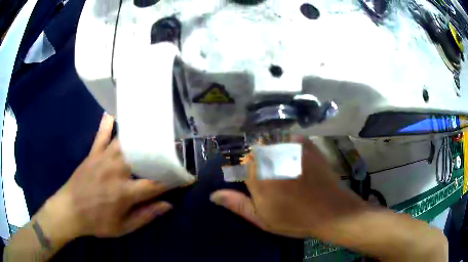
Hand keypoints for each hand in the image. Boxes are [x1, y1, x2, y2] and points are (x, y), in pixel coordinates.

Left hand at [40, 114, 172, 239]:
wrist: (69, 211)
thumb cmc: (96, 222)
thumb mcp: (122, 228)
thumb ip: (145, 216)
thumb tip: (168, 205)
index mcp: (124, 193)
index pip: (155, 185)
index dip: (174, 181)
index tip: (188, 177)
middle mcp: (115, 172)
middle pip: (142, 157)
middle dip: (160, 151)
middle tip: (174, 146)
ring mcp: (102, 160)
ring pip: (124, 142)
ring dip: (139, 135)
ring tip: (152, 127)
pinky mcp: (92, 154)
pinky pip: (101, 136)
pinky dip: (106, 124)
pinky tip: (112, 112)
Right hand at [210, 137, 365, 237]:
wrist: (331, 211)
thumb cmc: (295, 219)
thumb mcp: (262, 218)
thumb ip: (237, 204)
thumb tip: (213, 194)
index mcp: (257, 176)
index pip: (243, 164)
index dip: (252, 174)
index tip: (263, 185)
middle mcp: (270, 157)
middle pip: (258, 152)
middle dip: (264, 163)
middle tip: (279, 180)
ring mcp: (290, 148)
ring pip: (273, 144)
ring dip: (278, 154)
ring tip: (291, 173)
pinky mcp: (306, 144)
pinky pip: (291, 139)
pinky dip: (292, 147)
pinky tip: (300, 162)